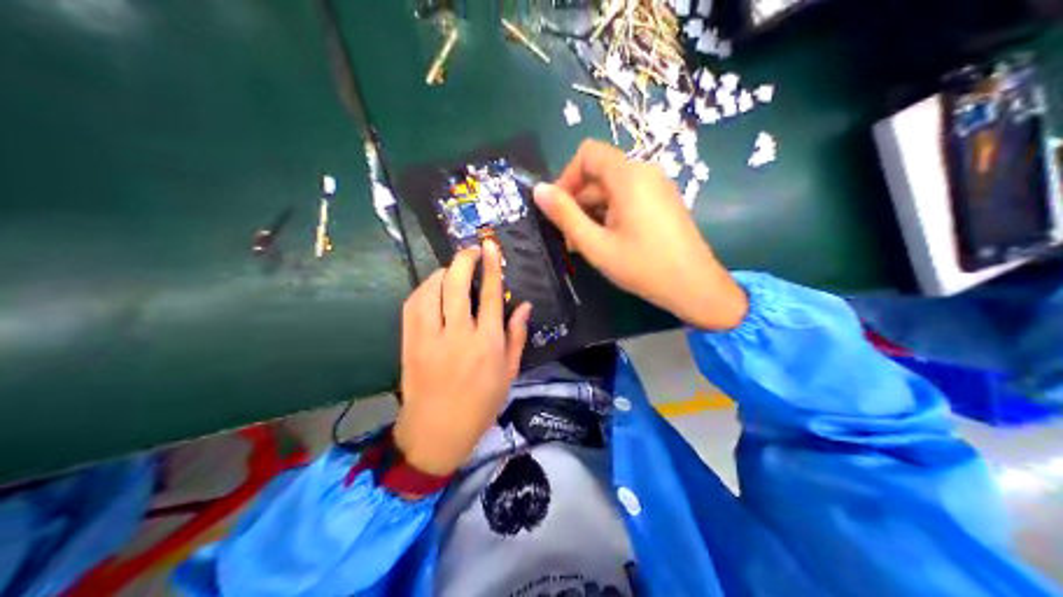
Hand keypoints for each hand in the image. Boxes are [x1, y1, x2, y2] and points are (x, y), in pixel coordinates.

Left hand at [391, 241, 530, 478]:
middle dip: (464, 259)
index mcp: (487, 344)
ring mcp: (430, 337)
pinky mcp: (409, 341)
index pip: (492, 295)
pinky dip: (424, 289)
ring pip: (433, 290)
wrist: (436, 430)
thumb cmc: (480, 405)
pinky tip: (433, 288)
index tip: (490, 246)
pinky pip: (413, 304)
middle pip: (459, 284)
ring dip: (443, 273)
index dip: (492, 266)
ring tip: (453, 270)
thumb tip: (524, 305)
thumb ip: (516, 337)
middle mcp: (459, 335)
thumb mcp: (508, 374)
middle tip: (471, 250)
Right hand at [532, 137, 746, 331]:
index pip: (587, 153)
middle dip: (579, 199)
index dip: (567, 176)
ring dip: (594, 209)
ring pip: (613, 186)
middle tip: (570, 236)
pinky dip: (612, 211)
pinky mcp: (664, 200)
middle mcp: (645, 172)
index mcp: (628, 176)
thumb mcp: (596, 245)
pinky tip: (609, 240)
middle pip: (600, 171)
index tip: (559, 209)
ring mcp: (658, 185)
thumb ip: (565, 215)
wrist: (696, 286)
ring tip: (587, 244)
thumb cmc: (643, 267)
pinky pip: (630, 195)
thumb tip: (538, 190)